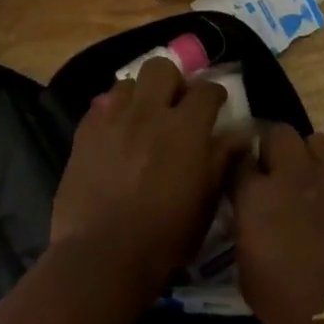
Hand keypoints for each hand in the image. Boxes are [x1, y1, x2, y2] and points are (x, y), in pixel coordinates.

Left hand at [51, 58, 230, 298]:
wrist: (102, 255)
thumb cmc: (164, 236)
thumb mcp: (206, 202)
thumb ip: (222, 160)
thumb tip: (238, 134)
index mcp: (186, 127)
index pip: (207, 89)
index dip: (214, 94)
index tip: (216, 106)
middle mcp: (149, 112)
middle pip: (162, 69)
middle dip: (173, 81)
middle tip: (175, 106)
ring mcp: (113, 119)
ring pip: (128, 83)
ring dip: (139, 96)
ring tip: (142, 119)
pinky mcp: (84, 132)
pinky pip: (101, 106)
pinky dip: (112, 114)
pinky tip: (115, 136)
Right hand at [231, 127, 323, 323]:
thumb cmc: (296, 309)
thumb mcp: (250, 278)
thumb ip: (246, 234)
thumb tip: (249, 218)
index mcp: (257, 197)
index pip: (237, 160)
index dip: (239, 169)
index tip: (241, 181)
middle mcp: (293, 174)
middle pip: (277, 134)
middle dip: (273, 149)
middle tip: (276, 174)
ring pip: (316, 140)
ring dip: (309, 157)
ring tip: (312, 181)